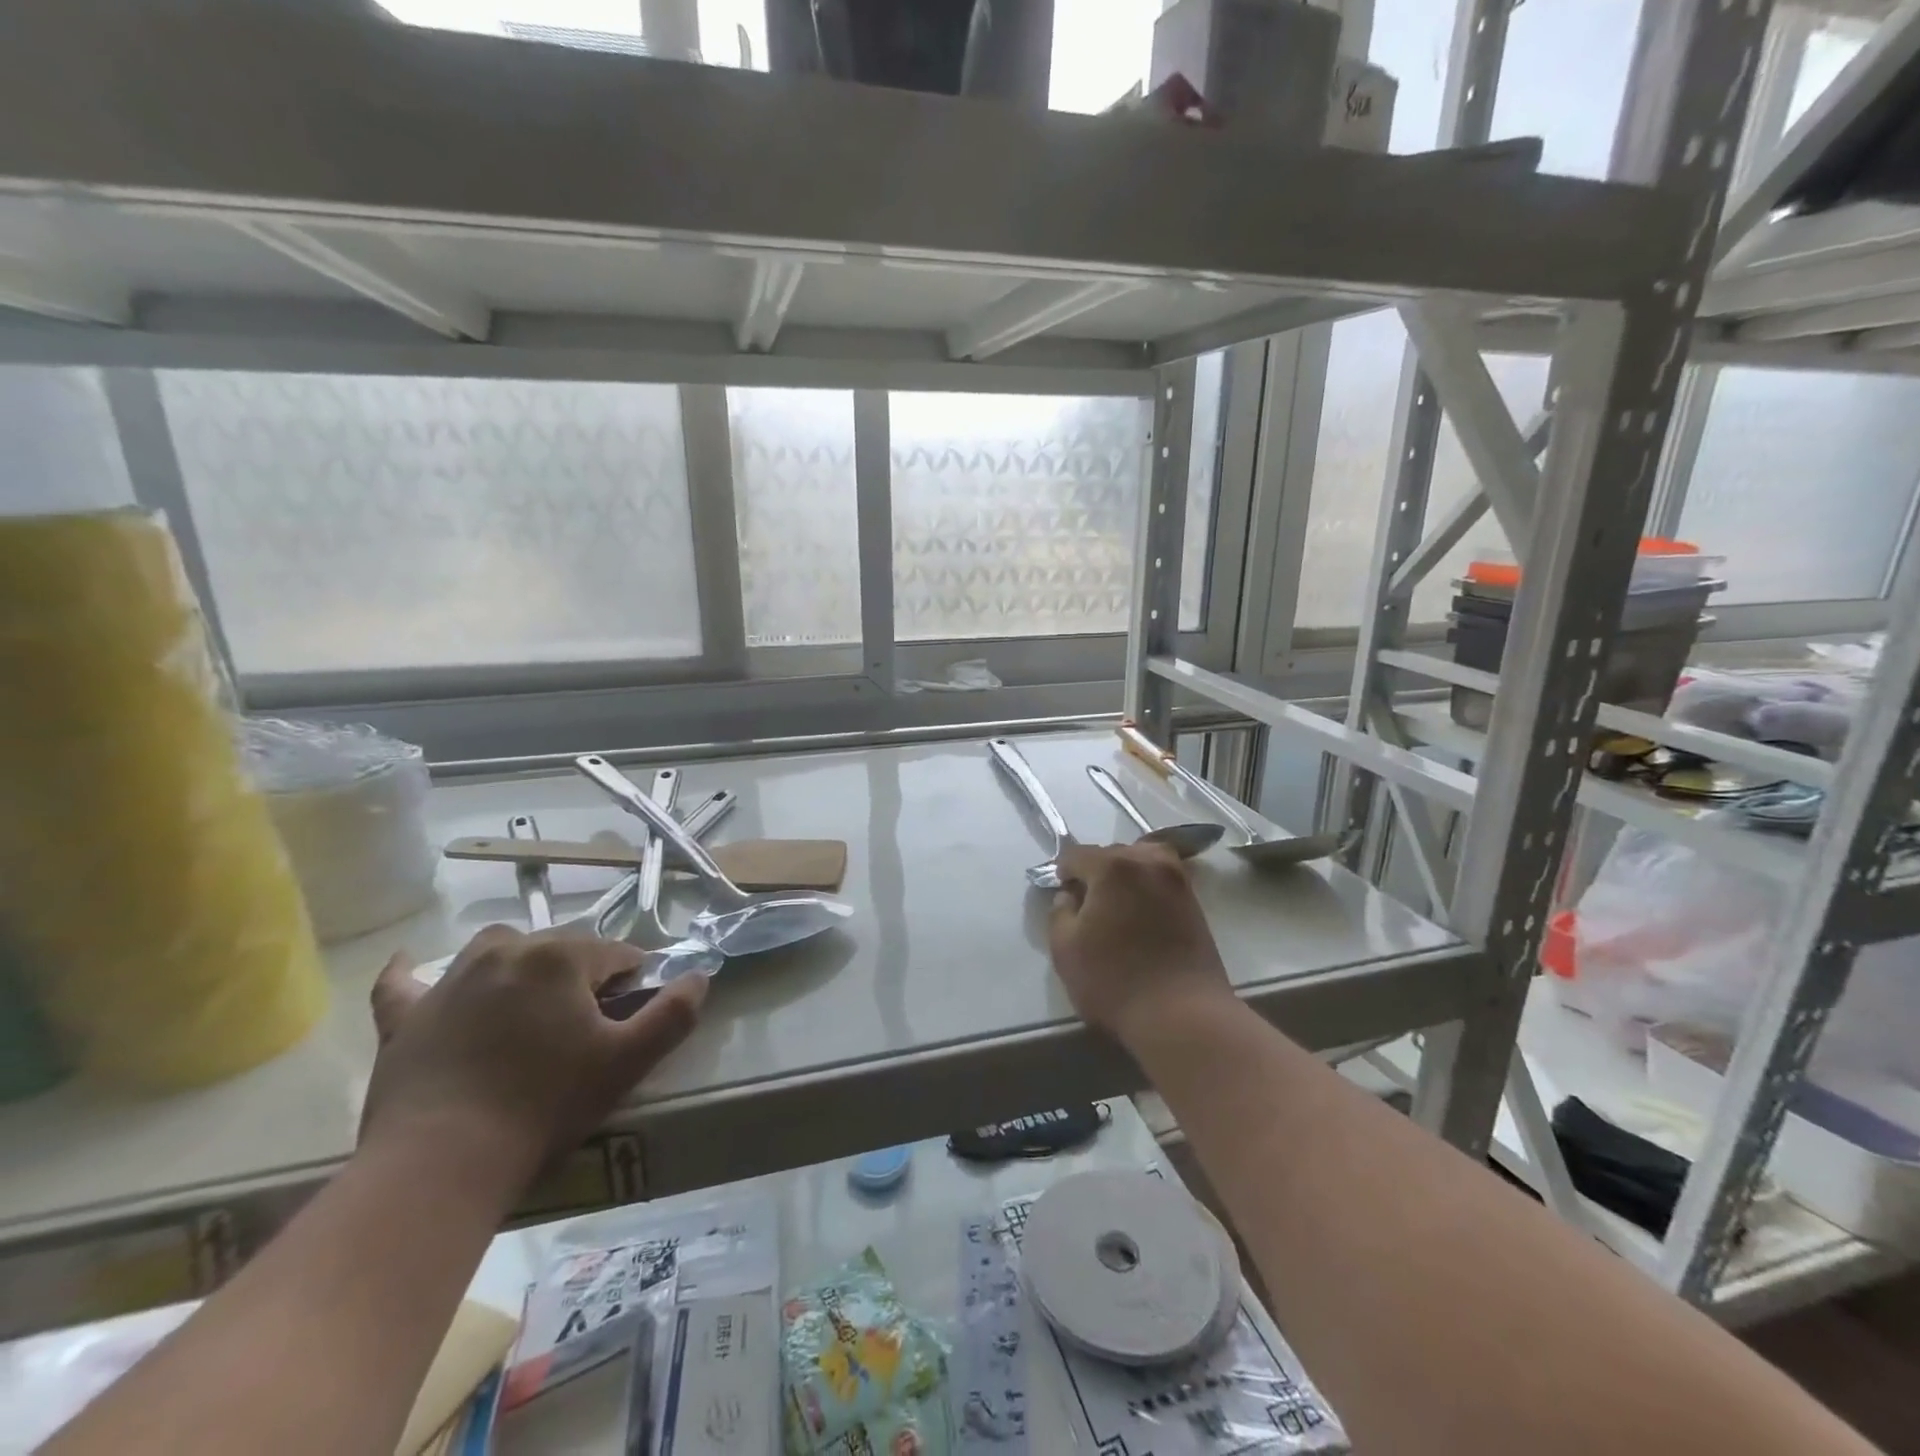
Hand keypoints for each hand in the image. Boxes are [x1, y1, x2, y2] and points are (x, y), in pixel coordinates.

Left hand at [363, 927, 705, 1194]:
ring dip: (519, 964)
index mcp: (561, 958)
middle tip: (583, 1025)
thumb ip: (674, 1014)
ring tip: (528, 1003)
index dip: (630, 982)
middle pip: (560, 947)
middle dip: (580, 974)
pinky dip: (412, 974)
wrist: (442, 1163)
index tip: (628, 1016)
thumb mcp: (628, 1061)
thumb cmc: (545, 1106)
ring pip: (496, 950)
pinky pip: (404, 983)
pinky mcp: (405, 1016)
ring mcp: (450, 981)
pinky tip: (413, 966)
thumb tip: (700, 976)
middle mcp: (506, 952)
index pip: (615, 954)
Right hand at [1048, 841, 1233, 1048]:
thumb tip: (1070, 896)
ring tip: (1116, 908)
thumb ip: (1059, 912)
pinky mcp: (1195, 902)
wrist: (1183, 1015)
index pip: (1076, 854)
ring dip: (1125, 877)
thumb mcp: (1065, 949)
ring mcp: (1177, 880)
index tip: (1062, 895)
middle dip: (1096, 872)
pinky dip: (1147, 890)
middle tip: (1088, 906)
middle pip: (1113, 854)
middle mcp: (1148, 861)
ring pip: (1142, 863)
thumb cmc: (1115, 981)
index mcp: (1113, 866)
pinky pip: (1162, 881)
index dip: (1063, 872)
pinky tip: (1140, 917)